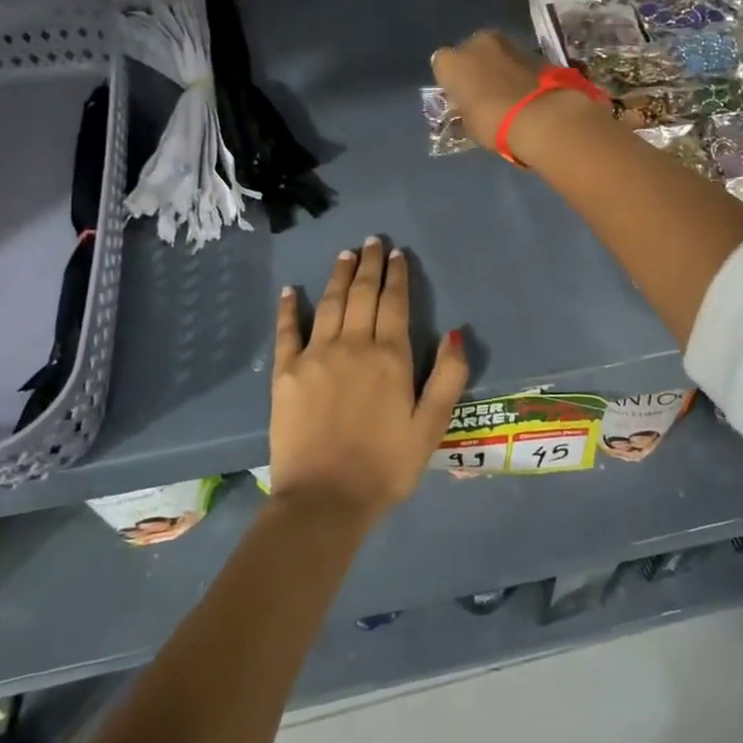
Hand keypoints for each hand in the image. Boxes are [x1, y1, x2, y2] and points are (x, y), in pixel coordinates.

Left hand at [269, 239, 467, 523]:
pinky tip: (292, 290)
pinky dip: (289, 308)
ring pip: (330, 303)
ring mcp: (315, 356)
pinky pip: (287, 331)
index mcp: (390, 357)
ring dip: (339, 275)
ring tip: (345, 254)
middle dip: (369, 264)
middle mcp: (353, 345)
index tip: (397, 254)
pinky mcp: (286, 373)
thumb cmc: (386, 466)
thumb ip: (448, 377)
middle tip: (372, 241)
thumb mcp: (431, 427)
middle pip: (362, 294)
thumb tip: (457, 332)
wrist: (324, 500)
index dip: (397, 276)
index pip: (395, 304)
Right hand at [431, 30, 601, 162]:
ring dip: (497, 66)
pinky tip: (523, 90)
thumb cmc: (493, 122)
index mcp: (451, 62)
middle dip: (474, 67)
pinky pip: (517, 60)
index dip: (451, 81)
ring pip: (495, 53)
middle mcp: (475, 43)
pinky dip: (518, 71)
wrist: (540, 116)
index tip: (459, 96)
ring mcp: (506, 43)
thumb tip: (470, 107)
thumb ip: (465, 109)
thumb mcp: (469, 124)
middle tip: (482, 91)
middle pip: (470, 51)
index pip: (441, 65)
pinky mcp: (532, 50)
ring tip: (505, 92)